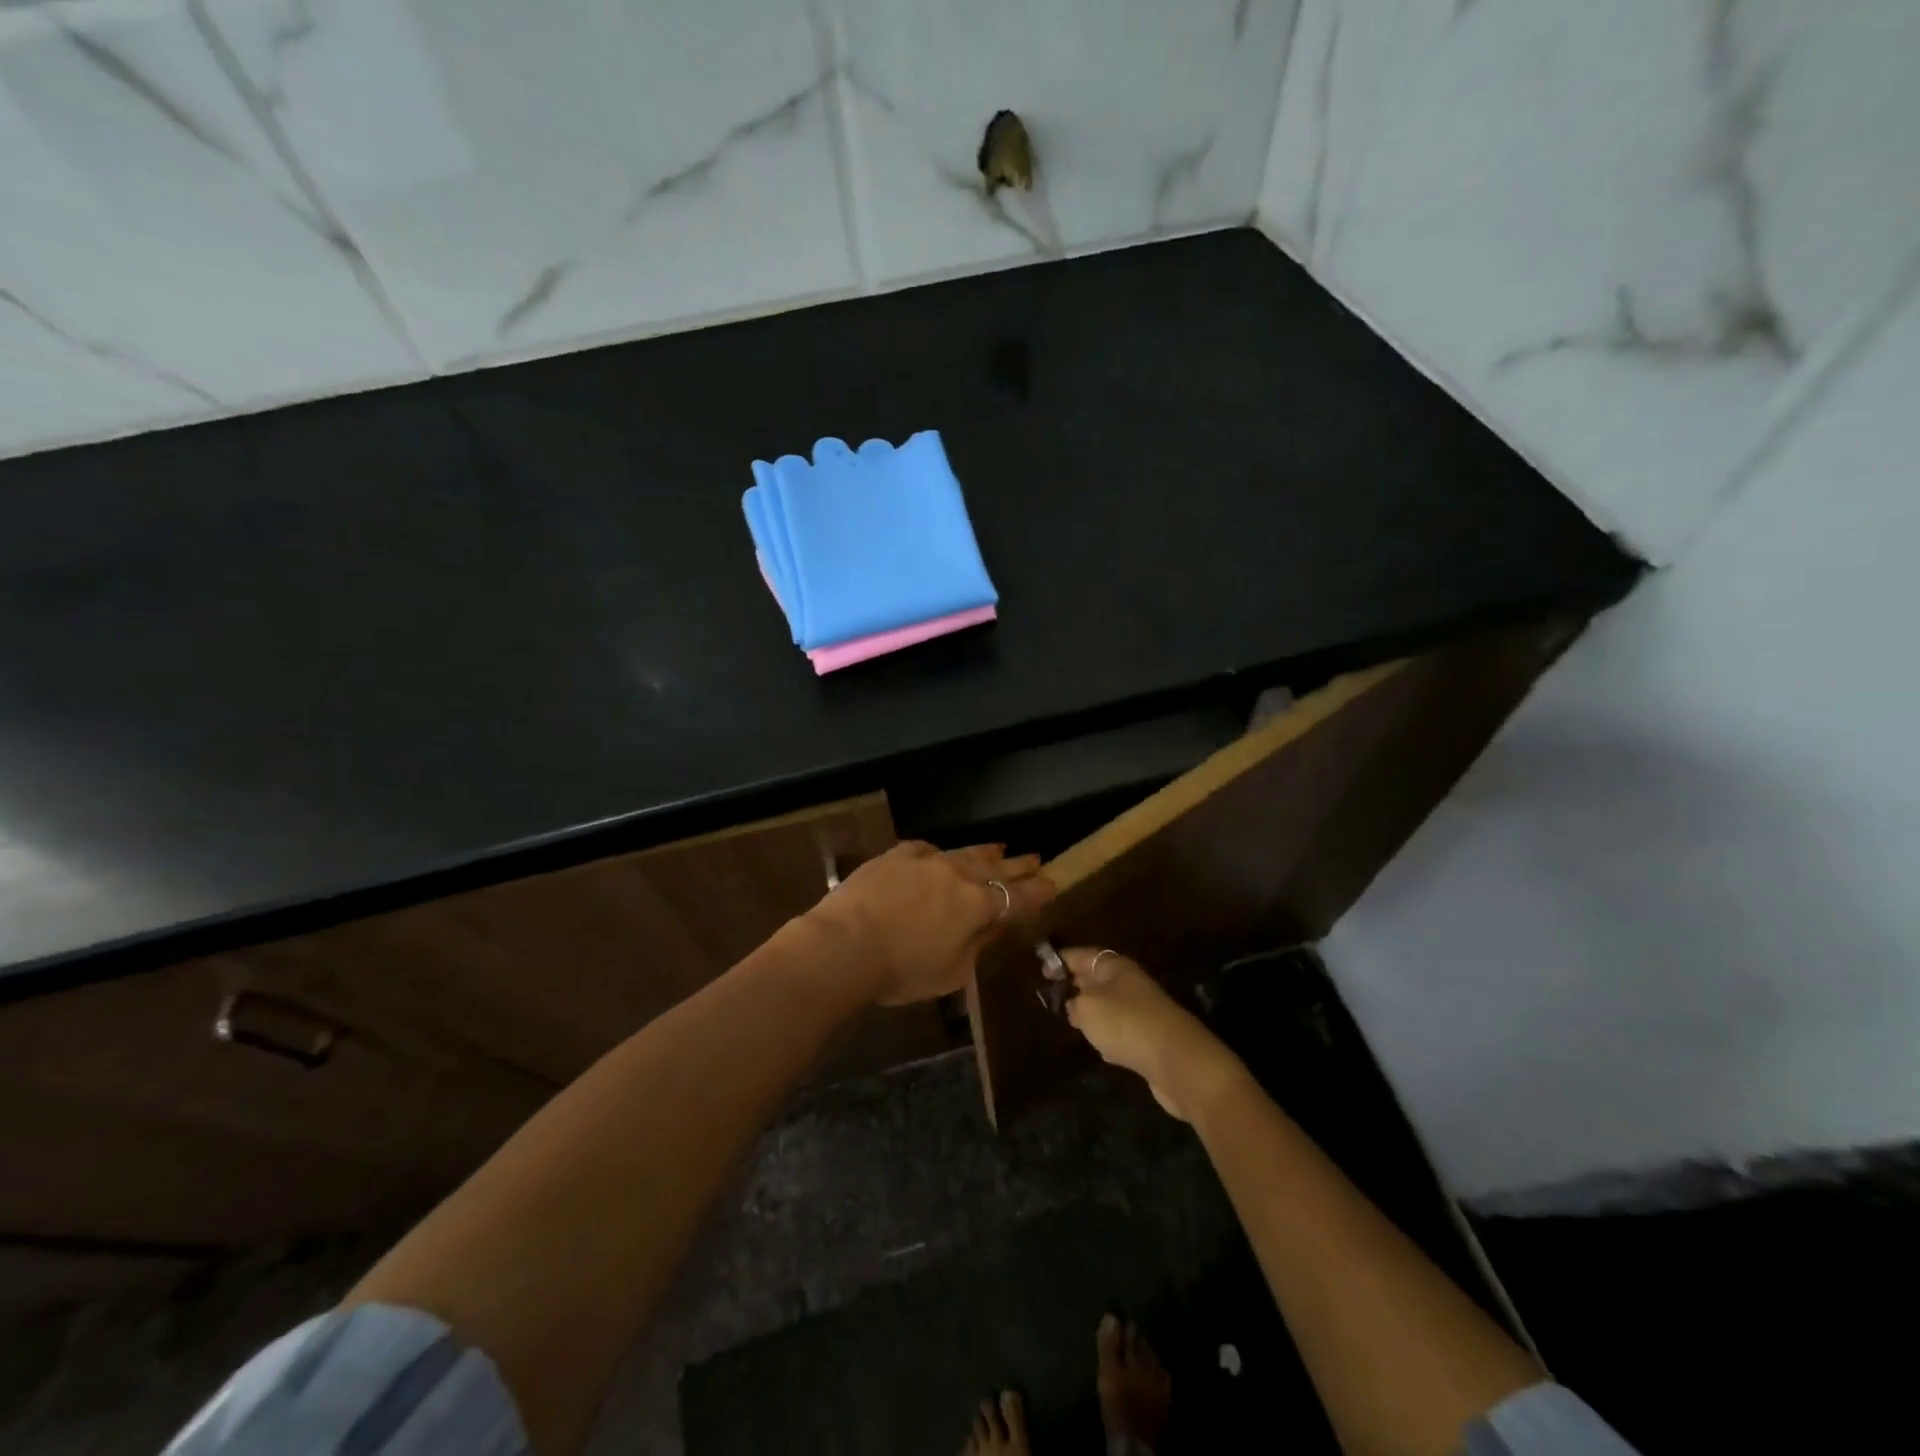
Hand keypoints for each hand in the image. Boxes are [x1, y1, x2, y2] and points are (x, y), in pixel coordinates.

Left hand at [806, 842, 1053, 1004]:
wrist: (845, 944)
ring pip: (965, 852)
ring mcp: (927, 860)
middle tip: (1035, 859)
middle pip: (997, 867)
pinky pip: (928, 849)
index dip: (1039, 891)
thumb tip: (995, 927)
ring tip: (1000, 848)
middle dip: (1018, 866)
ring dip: (986, 852)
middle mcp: (958, 875)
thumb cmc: (902, 970)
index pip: (1018, 896)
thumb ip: (979, 946)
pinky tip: (942, 854)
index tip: (1054, 884)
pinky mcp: (898, 855)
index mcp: (978, 905)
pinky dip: (942, 853)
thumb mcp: (952, 972)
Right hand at [1062, 948, 1244, 1121]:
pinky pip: (1121, 1030)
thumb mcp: (1087, 1008)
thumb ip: (1073, 1002)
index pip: (1082, 955)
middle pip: (1096, 978)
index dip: (1061, 960)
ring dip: (1091, 1012)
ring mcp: (1142, 1010)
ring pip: (1108, 1005)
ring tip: (1070, 1020)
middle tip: (1052, 995)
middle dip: (1075, 984)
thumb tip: (1073, 1004)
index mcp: (1114, 967)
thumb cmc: (1126, 1024)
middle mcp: (1129, 982)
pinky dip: (1108, 1035)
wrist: (1178, 1061)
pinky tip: (1099, 1048)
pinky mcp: (1149, 1038)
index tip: (1042, 969)